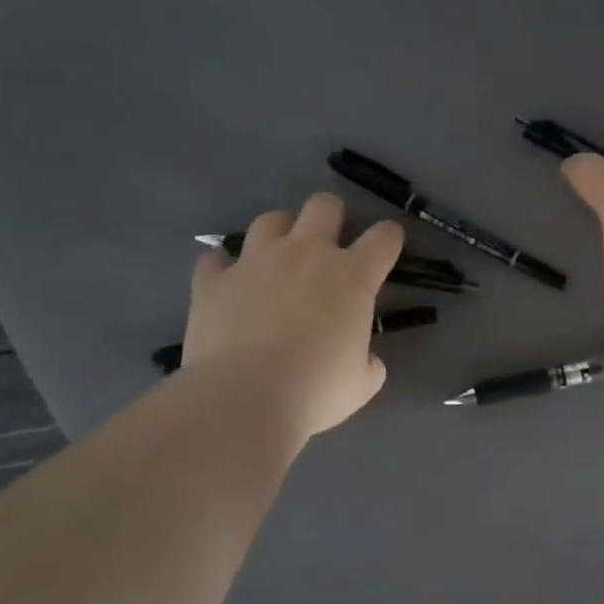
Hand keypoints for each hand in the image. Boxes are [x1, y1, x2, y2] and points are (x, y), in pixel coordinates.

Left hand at [181, 193, 404, 441]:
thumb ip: (368, 361)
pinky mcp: (214, 280)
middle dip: (331, 217)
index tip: (387, 249)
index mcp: (352, 276)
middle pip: (324, 206)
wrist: (244, 398)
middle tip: (329, 246)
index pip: (384, 237)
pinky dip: (223, 269)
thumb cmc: (317, 390)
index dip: (389, 239)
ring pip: (270, 220)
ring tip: (278, 261)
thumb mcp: (362, 383)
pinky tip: (228, 286)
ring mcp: (256, 261)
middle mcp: (306, 254)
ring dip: (279, 235)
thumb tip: (365, 359)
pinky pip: (216, 260)